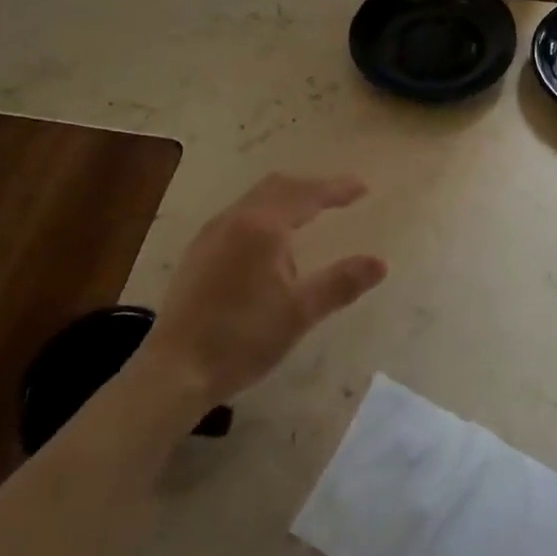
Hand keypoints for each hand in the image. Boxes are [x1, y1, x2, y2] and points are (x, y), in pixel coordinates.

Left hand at [140, 174, 387, 404]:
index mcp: (263, 227)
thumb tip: (380, 262)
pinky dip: (266, 212)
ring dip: (287, 198)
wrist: (176, 369)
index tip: (363, 187)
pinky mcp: (199, 251)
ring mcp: (212, 233)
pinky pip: (240, 214)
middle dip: (312, 187)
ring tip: (311, 214)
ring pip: (256, 198)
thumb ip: (342, 282)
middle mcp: (235, 219)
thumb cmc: (243, 338)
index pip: (307, 195)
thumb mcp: (300, 312)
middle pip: (279, 186)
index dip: (337, 189)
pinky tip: (271, 242)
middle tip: (340, 196)